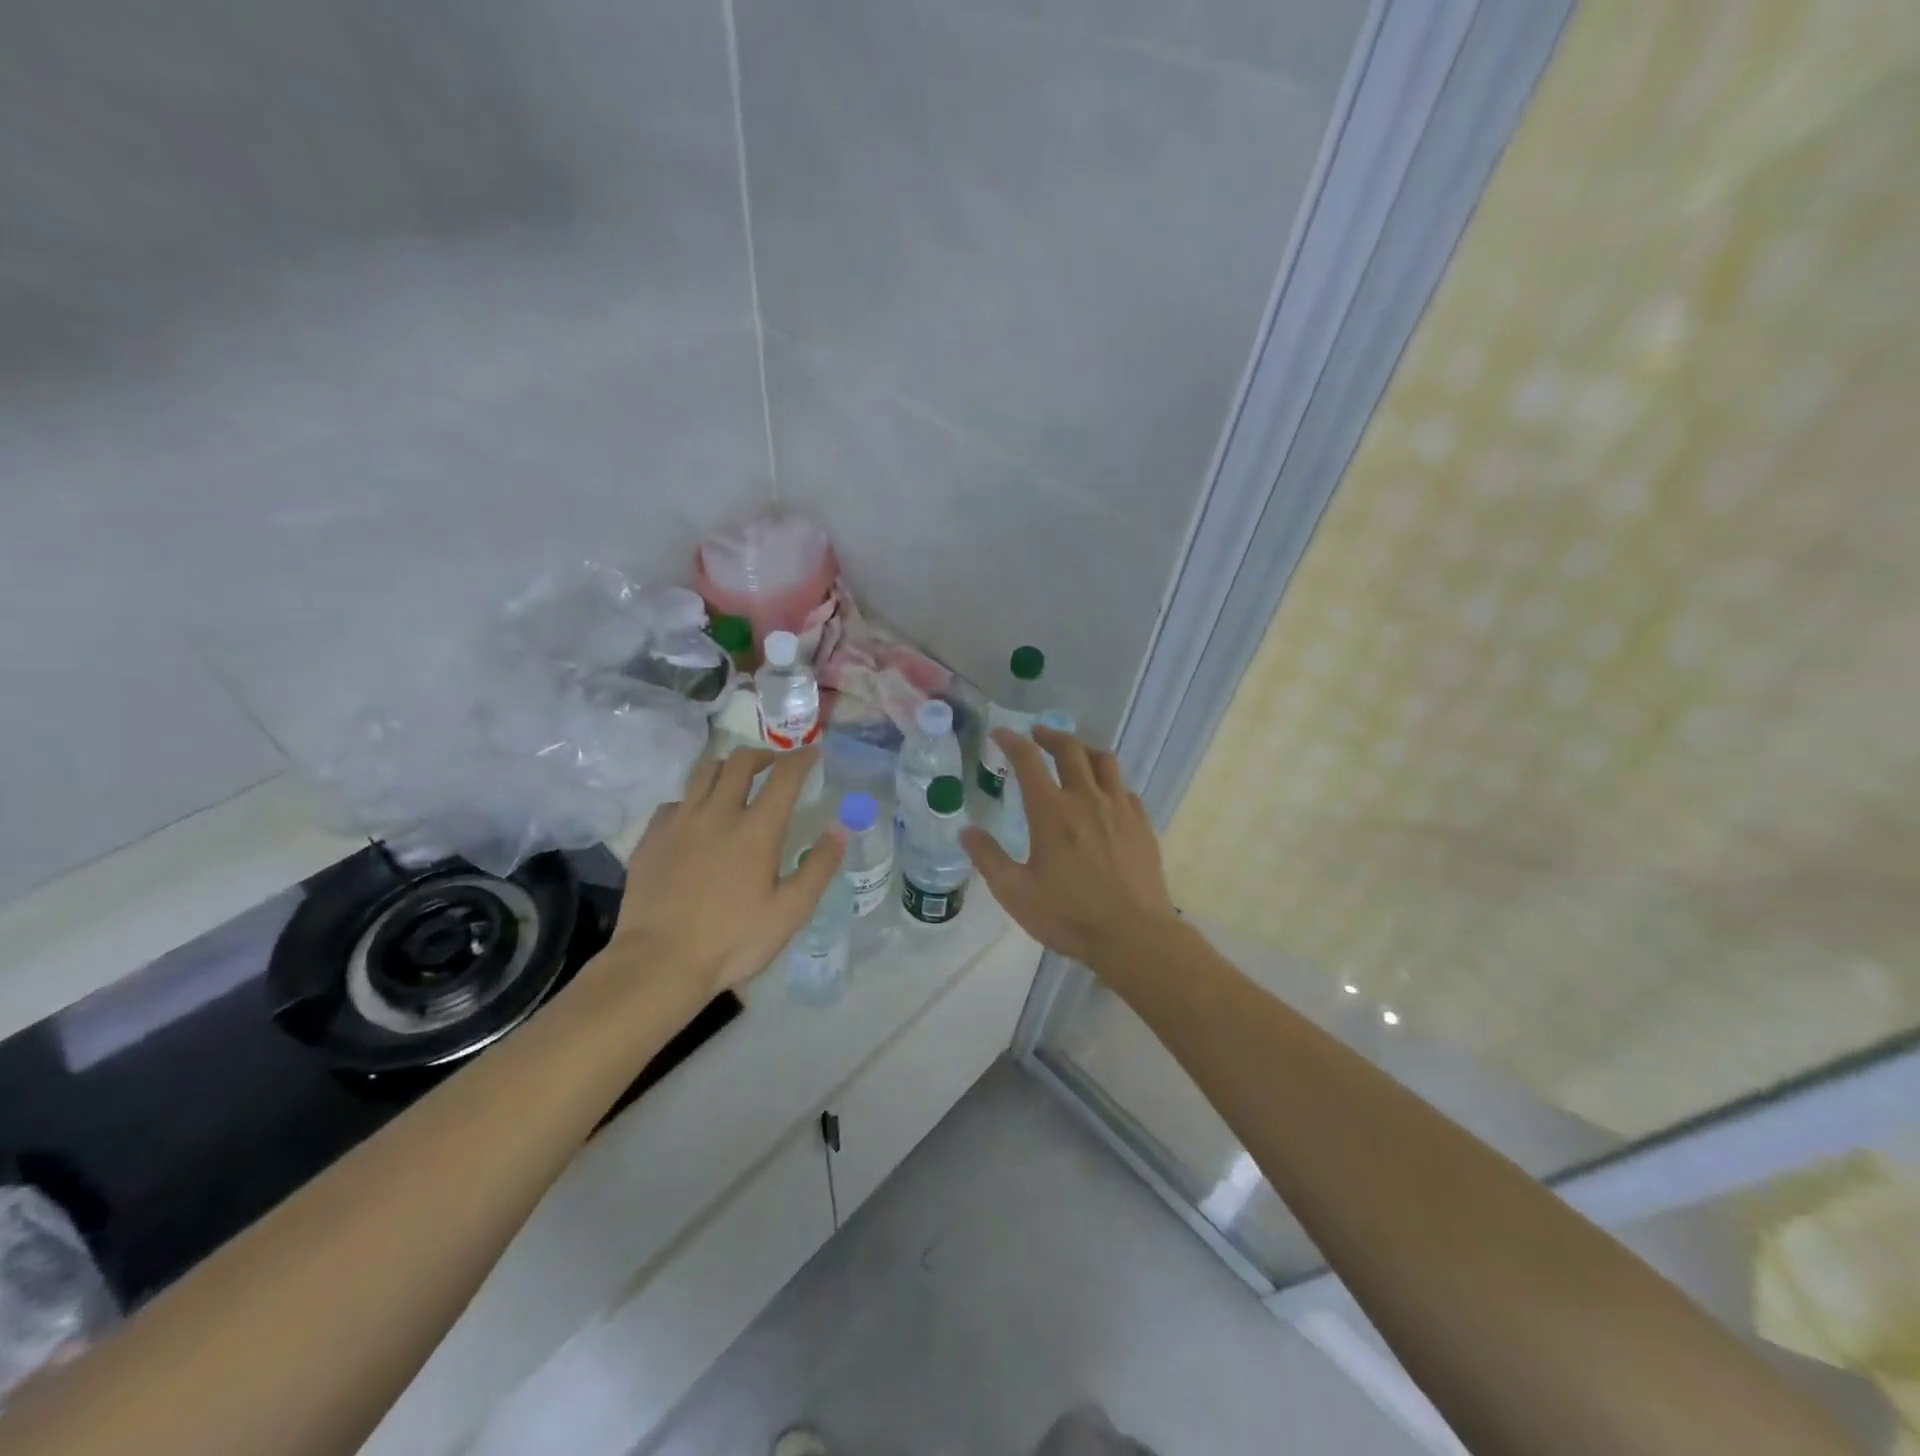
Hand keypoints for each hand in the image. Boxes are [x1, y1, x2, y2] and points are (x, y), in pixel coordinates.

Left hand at [612, 747, 845, 997]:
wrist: (659, 962)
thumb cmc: (733, 940)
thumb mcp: (790, 911)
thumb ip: (818, 867)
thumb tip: (839, 829)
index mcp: (757, 829)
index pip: (784, 776)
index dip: (802, 758)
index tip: (813, 753)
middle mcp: (718, 813)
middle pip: (741, 762)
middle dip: (763, 755)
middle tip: (774, 765)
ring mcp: (680, 822)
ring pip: (704, 772)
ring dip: (727, 768)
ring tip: (736, 780)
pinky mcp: (651, 837)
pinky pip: (675, 801)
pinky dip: (693, 799)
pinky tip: (696, 818)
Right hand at [960, 725, 1177, 967]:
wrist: (1133, 935)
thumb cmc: (1069, 915)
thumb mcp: (1015, 893)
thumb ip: (988, 858)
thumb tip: (966, 831)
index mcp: (1051, 811)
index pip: (1028, 760)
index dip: (1012, 741)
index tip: (1001, 733)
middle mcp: (1086, 799)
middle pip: (1069, 749)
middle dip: (1049, 735)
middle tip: (1036, 735)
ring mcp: (1119, 809)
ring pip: (1104, 761)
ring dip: (1084, 750)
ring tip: (1073, 755)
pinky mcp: (1142, 824)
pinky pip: (1125, 789)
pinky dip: (1109, 782)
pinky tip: (1105, 795)